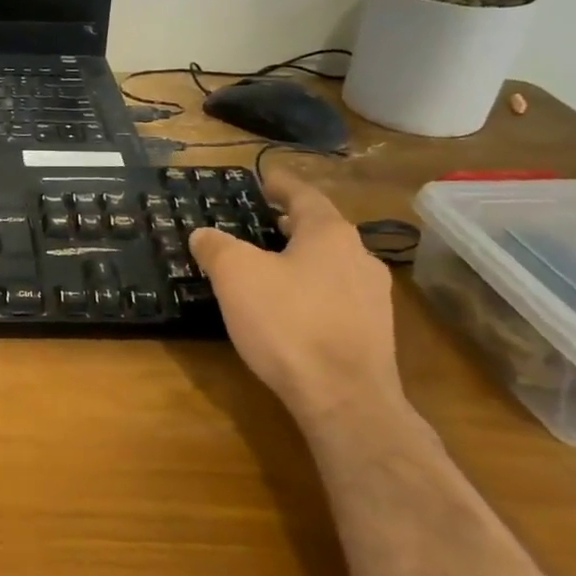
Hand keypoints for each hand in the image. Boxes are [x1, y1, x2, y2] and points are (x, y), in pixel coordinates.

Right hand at [190, 173, 401, 418]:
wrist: (344, 398)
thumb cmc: (288, 323)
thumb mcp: (235, 276)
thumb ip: (216, 247)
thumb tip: (203, 234)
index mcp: (329, 234)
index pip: (304, 196)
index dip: (281, 185)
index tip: (266, 178)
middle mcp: (359, 258)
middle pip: (322, 230)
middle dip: (292, 224)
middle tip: (263, 222)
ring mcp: (372, 298)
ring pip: (331, 264)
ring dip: (303, 258)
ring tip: (272, 265)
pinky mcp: (372, 333)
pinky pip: (336, 297)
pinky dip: (312, 290)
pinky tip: (290, 309)